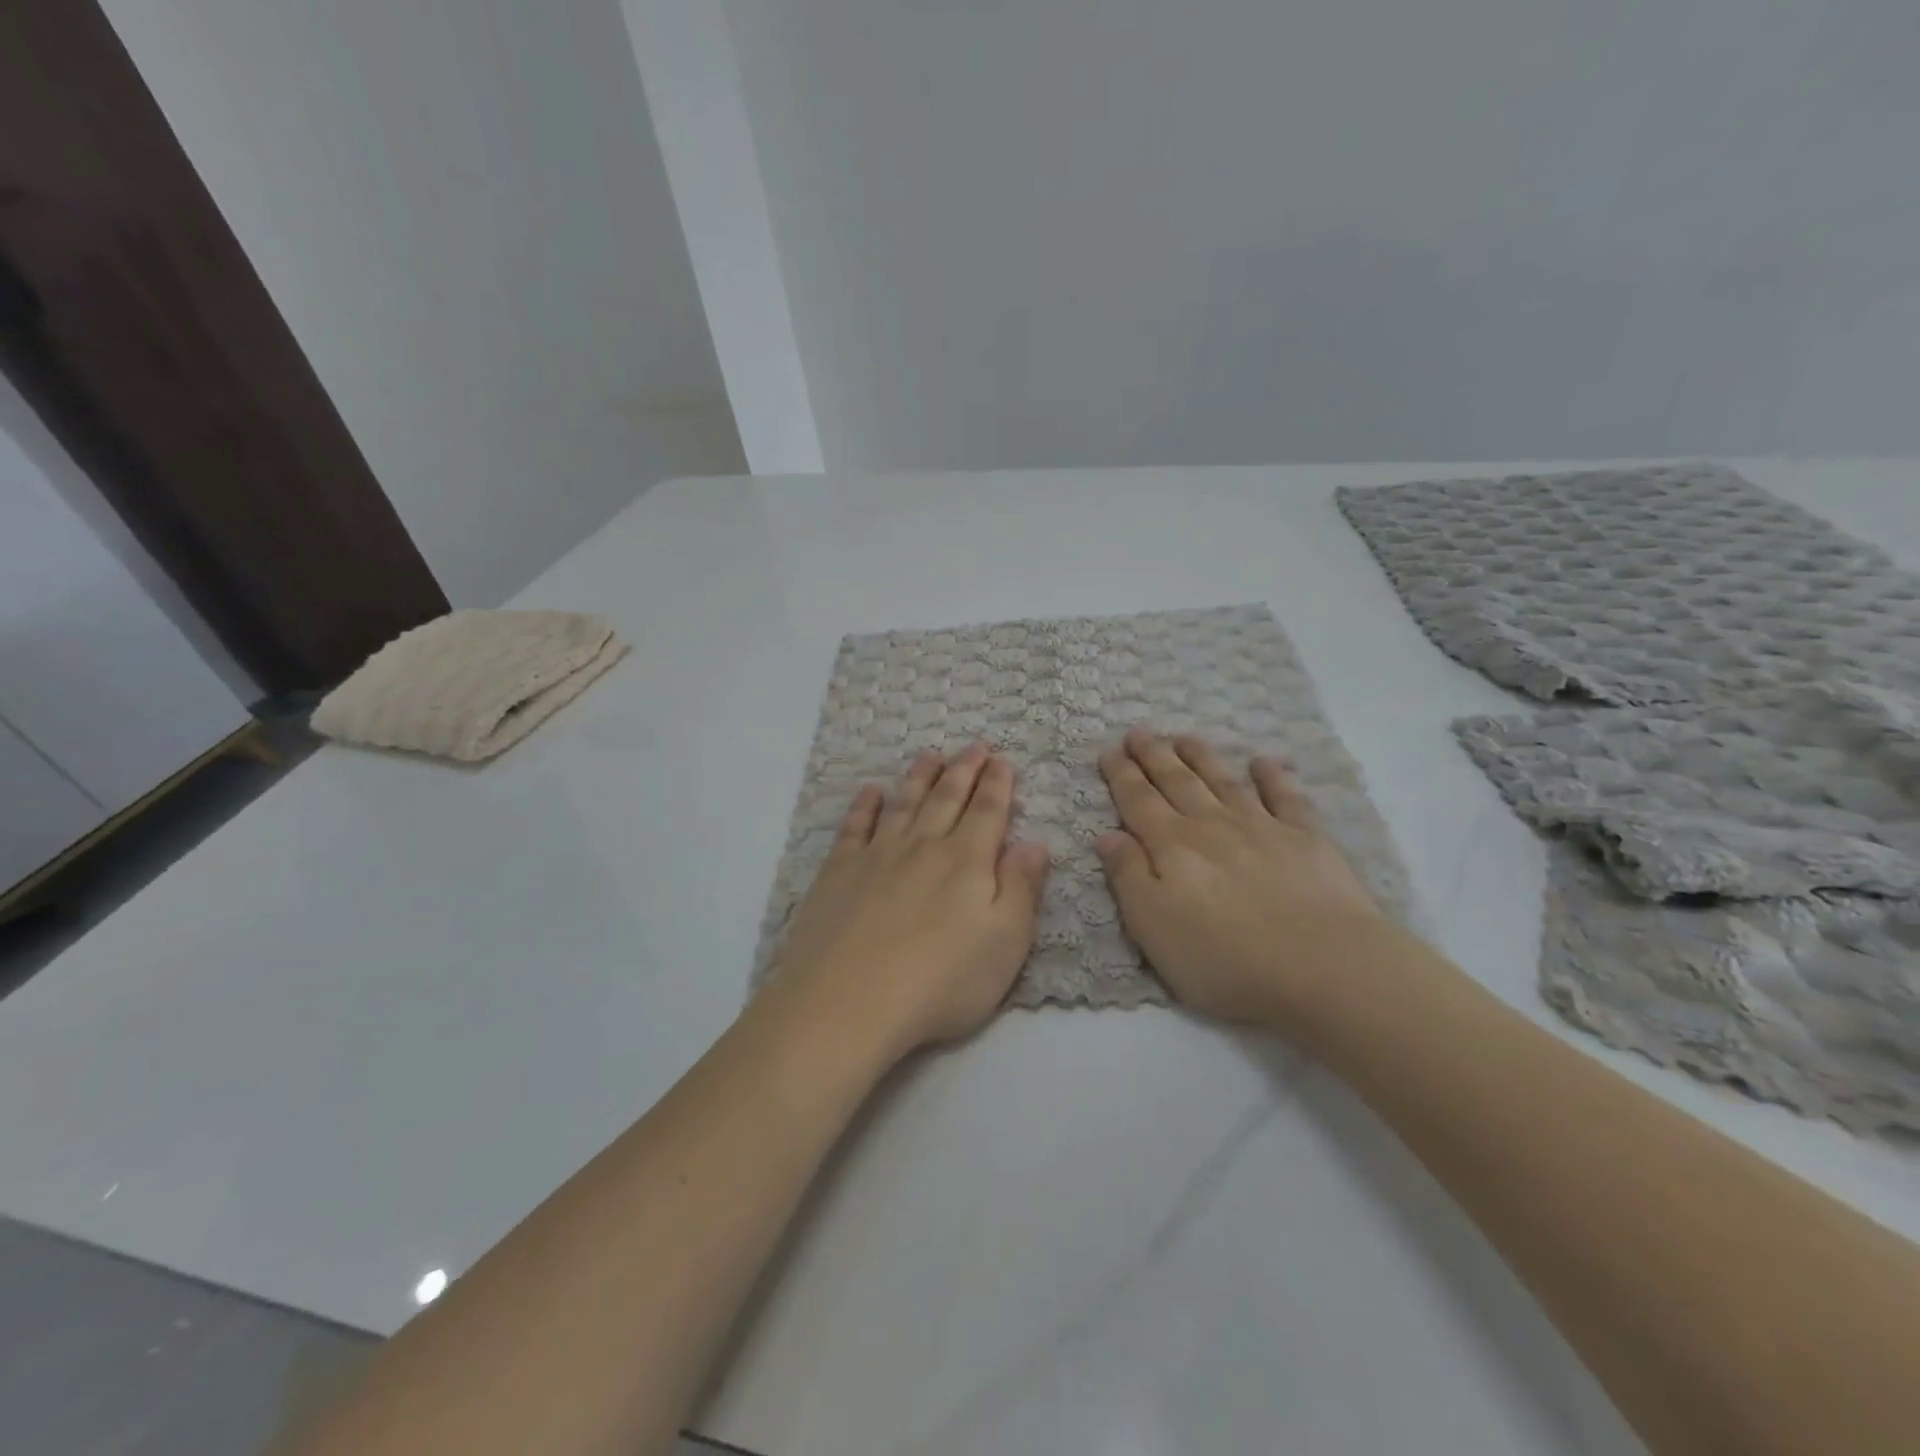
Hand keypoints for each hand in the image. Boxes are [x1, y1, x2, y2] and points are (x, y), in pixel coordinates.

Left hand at [769, 743, 1050, 1061]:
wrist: (848, 1002)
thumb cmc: (941, 981)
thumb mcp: (1005, 943)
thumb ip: (1022, 888)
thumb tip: (1036, 843)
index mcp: (966, 862)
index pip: (987, 812)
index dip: (997, 784)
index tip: (1002, 760)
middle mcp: (923, 847)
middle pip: (947, 798)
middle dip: (964, 770)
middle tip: (974, 745)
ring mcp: (877, 856)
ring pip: (904, 803)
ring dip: (920, 777)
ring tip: (930, 755)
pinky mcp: (839, 872)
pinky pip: (855, 826)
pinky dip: (865, 805)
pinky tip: (870, 791)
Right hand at [1094, 728, 1383, 1027]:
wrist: (1324, 968)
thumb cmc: (1225, 959)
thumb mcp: (1153, 927)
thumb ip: (1128, 877)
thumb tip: (1107, 835)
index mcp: (1172, 847)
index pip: (1139, 802)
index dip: (1121, 776)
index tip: (1108, 751)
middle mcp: (1212, 826)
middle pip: (1177, 782)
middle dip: (1155, 756)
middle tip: (1139, 732)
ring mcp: (1263, 827)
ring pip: (1223, 781)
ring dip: (1202, 757)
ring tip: (1184, 736)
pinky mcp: (1308, 839)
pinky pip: (1285, 797)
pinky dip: (1273, 777)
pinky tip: (1263, 762)